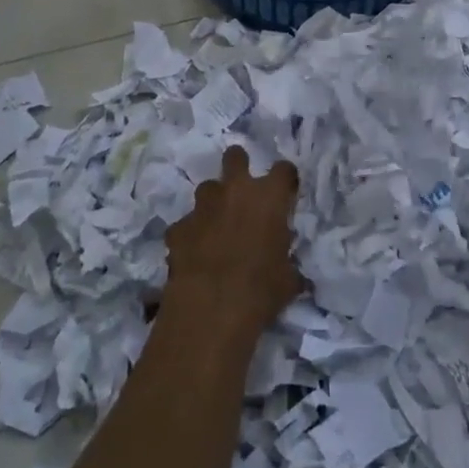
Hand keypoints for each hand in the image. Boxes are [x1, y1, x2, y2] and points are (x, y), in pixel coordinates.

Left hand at [163, 147, 301, 338]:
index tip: (285, 194)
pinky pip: (185, 224)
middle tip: (243, 190)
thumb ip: (288, 261)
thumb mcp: (287, 279)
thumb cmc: (260, 291)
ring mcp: (202, 206)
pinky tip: (194, 254)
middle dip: (238, 166)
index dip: (285, 180)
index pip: (283, 170)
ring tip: (217, 226)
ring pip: (207, 188)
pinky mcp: (178, 227)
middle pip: (235, 156)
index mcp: (268, 197)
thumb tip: (291, 268)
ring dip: (213, 202)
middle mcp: (235, 190)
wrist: (209, 310)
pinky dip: (190, 234)